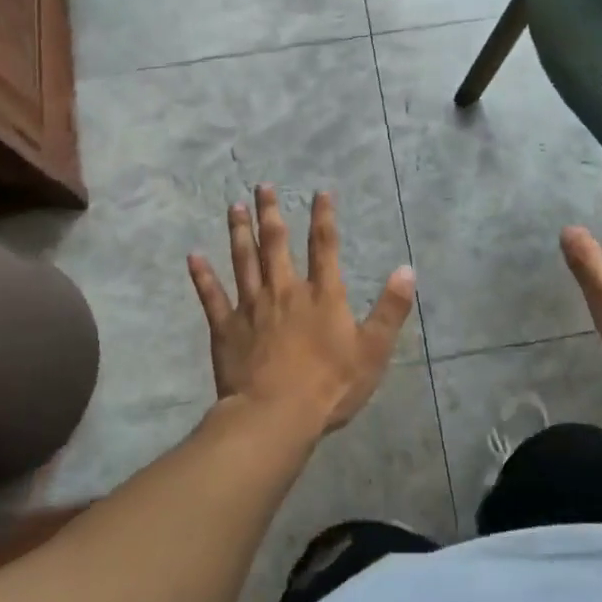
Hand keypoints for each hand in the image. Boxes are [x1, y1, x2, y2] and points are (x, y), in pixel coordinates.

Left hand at [188, 185, 415, 436]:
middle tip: (262, 186)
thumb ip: (391, 309)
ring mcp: (251, 308)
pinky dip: (202, 276)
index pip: (324, 246)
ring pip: (243, 261)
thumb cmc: (330, 386)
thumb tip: (407, 269)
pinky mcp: (226, 328)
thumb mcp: (373, 350)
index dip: (323, 216)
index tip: (320, 192)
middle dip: (271, 213)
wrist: (275, 415)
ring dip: (239, 232)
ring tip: (234, 207)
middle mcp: (285, 291)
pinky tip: (194, 256)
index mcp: (321, 295)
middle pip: (276, 244)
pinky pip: (212, 296)